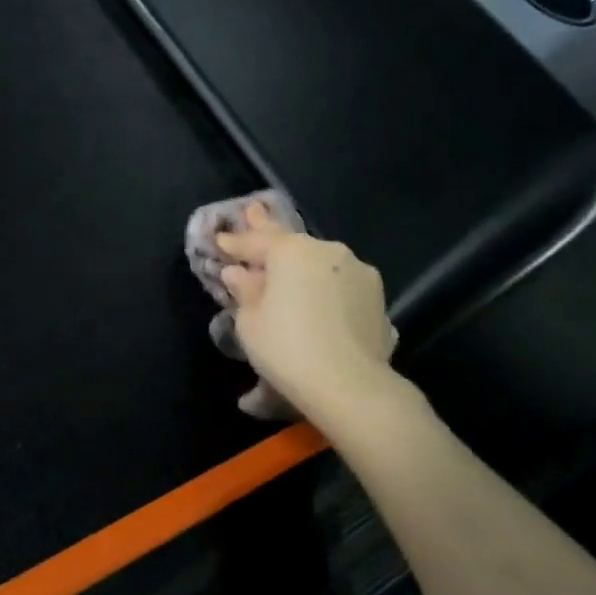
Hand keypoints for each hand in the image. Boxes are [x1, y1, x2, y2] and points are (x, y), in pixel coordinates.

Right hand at [216, 203, 399, 417]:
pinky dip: (323, 286)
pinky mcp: (376, 295)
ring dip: (300, 265)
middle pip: (291, 242)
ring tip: (286, 269)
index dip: (234, 242)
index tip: (219, 239)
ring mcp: (357, 270)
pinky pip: (338, 283)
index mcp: (292, 251)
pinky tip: (316, 297)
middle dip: (268, 230)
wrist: (348, 383)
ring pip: (319, 262)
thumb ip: (244, 290)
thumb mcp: (250, 322)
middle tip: (254, 210)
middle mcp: (327, 250)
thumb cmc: (285, 348)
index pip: (255, 241)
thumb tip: (238, 273)